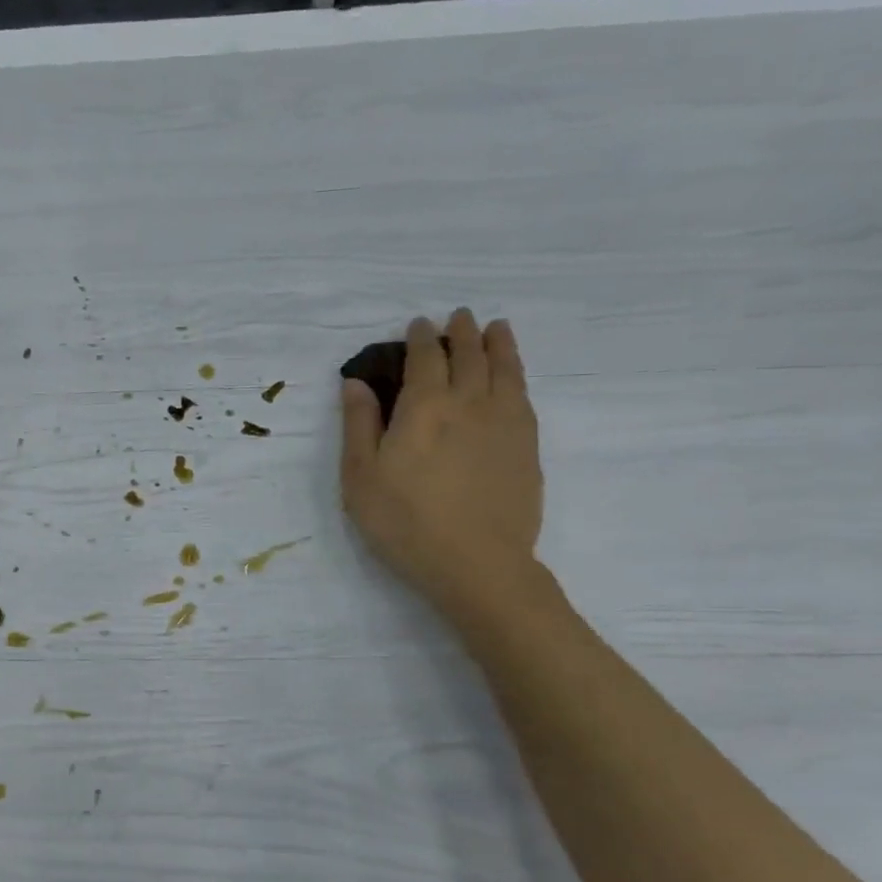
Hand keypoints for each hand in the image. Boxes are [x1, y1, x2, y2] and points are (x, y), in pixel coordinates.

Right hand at [340, 309, 542, 606]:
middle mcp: (468, 403)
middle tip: (459, 317)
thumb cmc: (405, 522)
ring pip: (504, 369)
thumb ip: (358, 425)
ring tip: (496, 328)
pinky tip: (513, 376)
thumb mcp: (361, 477)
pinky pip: (523, 396)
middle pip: (468, 355)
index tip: (417, 325)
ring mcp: (504, 423)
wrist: (477, 564)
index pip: (425, 358)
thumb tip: (355, 382)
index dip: (420, 338)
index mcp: (423, 407)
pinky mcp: (527, 447)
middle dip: (461, 332)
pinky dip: (517, 374)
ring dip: (498, 343)